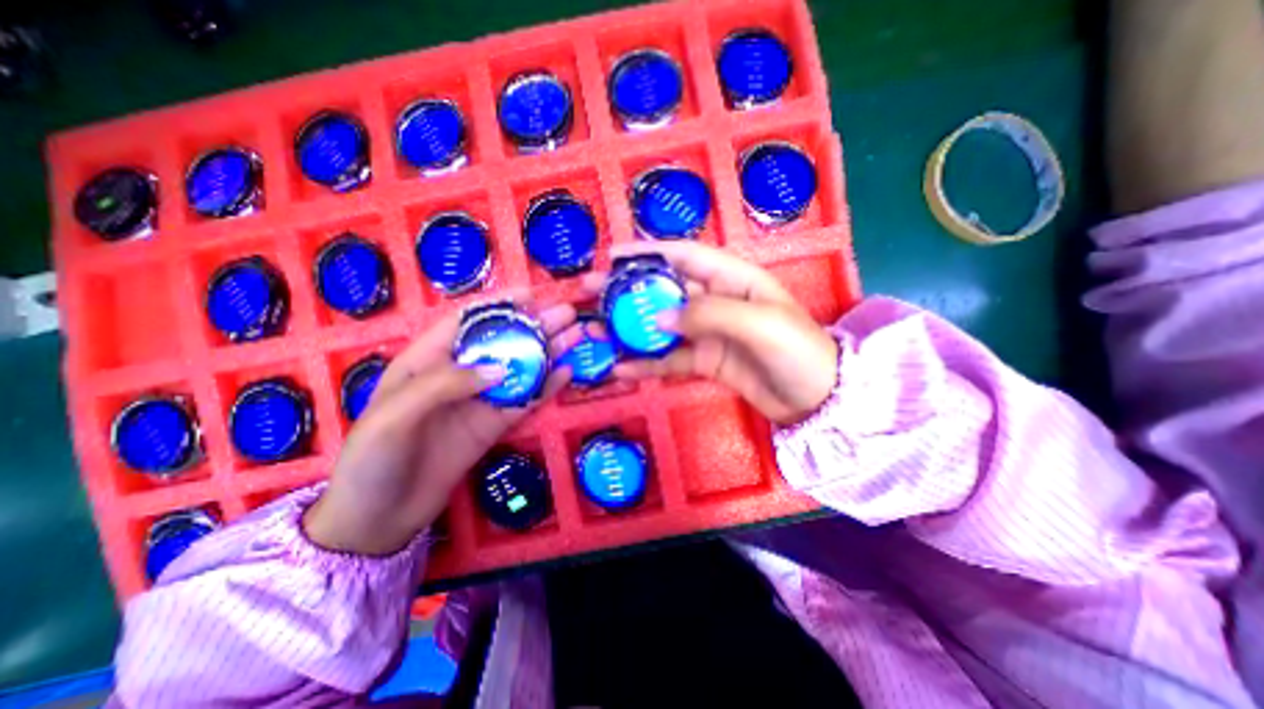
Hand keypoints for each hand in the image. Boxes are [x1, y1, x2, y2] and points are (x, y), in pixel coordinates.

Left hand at [308, 302, 576, 555]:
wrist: (379, 519)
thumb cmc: (373, 459)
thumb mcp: (395, 415)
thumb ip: (446, 385)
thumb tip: (500, 368)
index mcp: (425, 361)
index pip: (466, 322)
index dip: (498, 306)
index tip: (530, 295)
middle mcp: (457, 375)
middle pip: (501, 343)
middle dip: (534, 326)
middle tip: (567, 314)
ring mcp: (479, 400)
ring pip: (518, 369)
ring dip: (547, 352)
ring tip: (576, 335)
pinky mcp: (493, 425)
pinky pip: (523, 401)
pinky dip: (545, 387)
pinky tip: (566, 374)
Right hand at [596, 242, 836, 422]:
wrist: (817, 398)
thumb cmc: (796, 349)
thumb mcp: (758, 322)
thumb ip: (707, 314)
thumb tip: (659, 317)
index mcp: (731, 278)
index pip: (684, 256)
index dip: (648, 252)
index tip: (613, 256)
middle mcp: (715, 300)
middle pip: (663, 289)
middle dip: (628, 290)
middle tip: (591, 292)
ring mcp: (707, 332)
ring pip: (661, 325)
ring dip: (629, 328)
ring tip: (596, 331)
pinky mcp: (704, 360)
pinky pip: (669, 359)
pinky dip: (646, 363)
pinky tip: (621, 368)